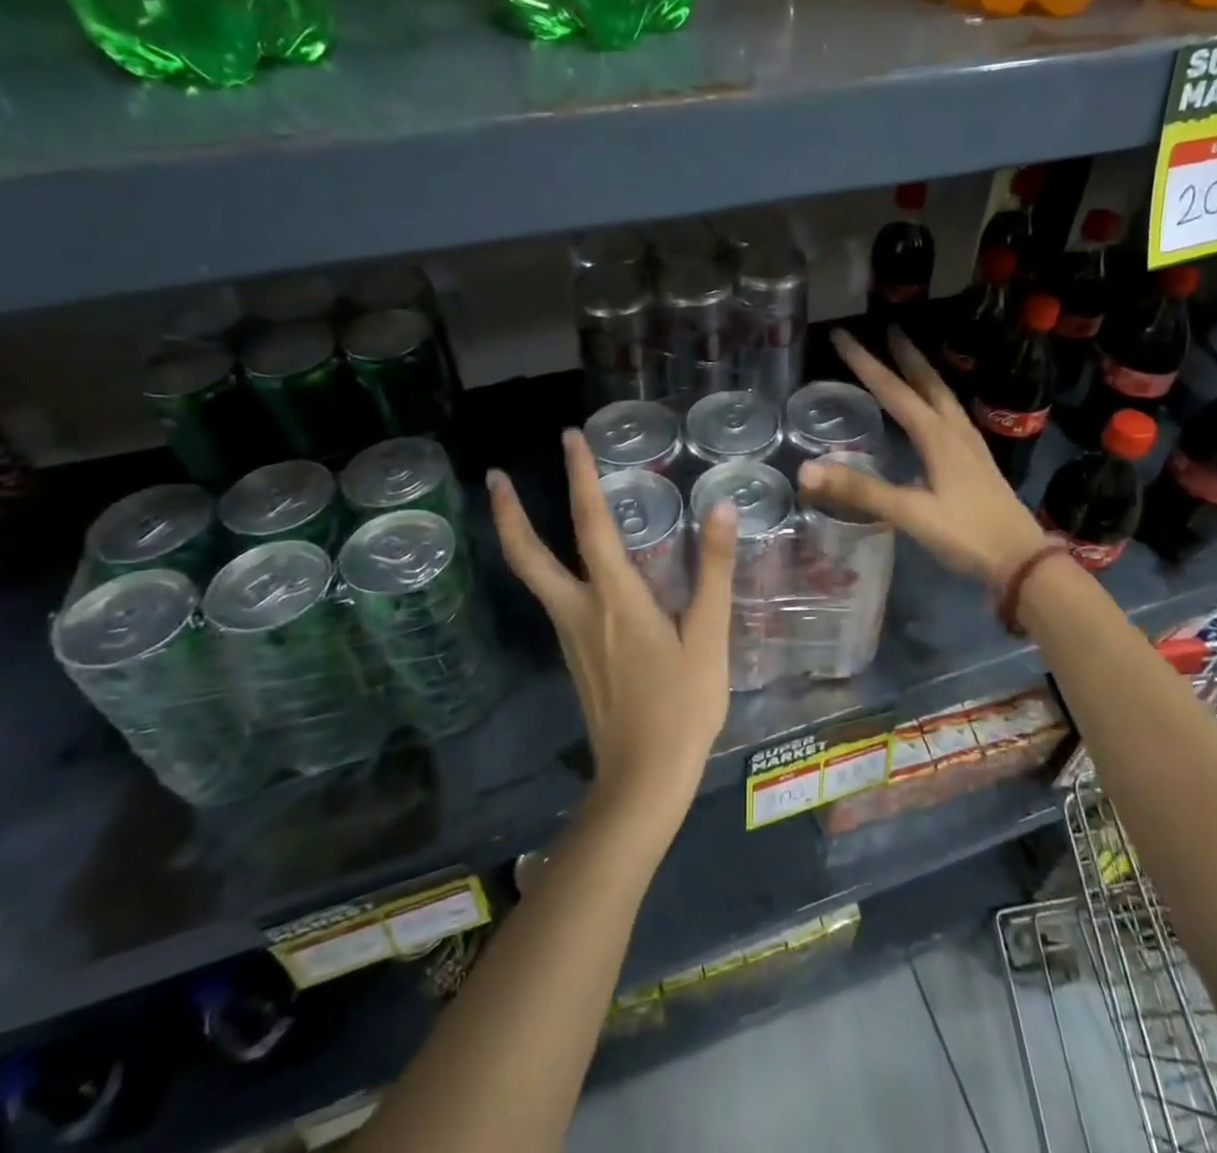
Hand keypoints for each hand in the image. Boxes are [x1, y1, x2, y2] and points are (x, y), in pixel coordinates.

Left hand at [489, 430, 738, 820]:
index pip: (591, 524)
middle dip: (508, 512)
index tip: (569, 437)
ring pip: (535, 577)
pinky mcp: (573, 656)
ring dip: (520, 537)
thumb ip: (715, 569)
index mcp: (614, 598)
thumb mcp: (710, 635)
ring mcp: (569, 636)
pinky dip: (547, 568)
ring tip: (518, 506)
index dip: (580, 477)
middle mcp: (580, 610)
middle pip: (528, 555)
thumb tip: (721, 508)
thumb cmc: (683, 705)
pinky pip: (553, 599)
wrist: (643, 779)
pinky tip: (570, 567)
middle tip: (495, 475)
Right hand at [799, 327, 1047, 582]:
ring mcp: (970, 447)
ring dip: (924, 374)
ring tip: (910, 361)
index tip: (843, 335)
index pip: (894, 390)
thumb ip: (860, 490)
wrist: (1022, 561)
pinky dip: (936, 400)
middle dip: (905, 356)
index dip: (866, 363)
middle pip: (927, 383)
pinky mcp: (977, 463)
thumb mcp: (910, 513)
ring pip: (944, 398)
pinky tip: (933, 415)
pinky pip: (952, 417)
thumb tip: (807, 470)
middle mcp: (955, 432)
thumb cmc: (966, 534)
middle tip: (888, 329)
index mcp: (937, 436)